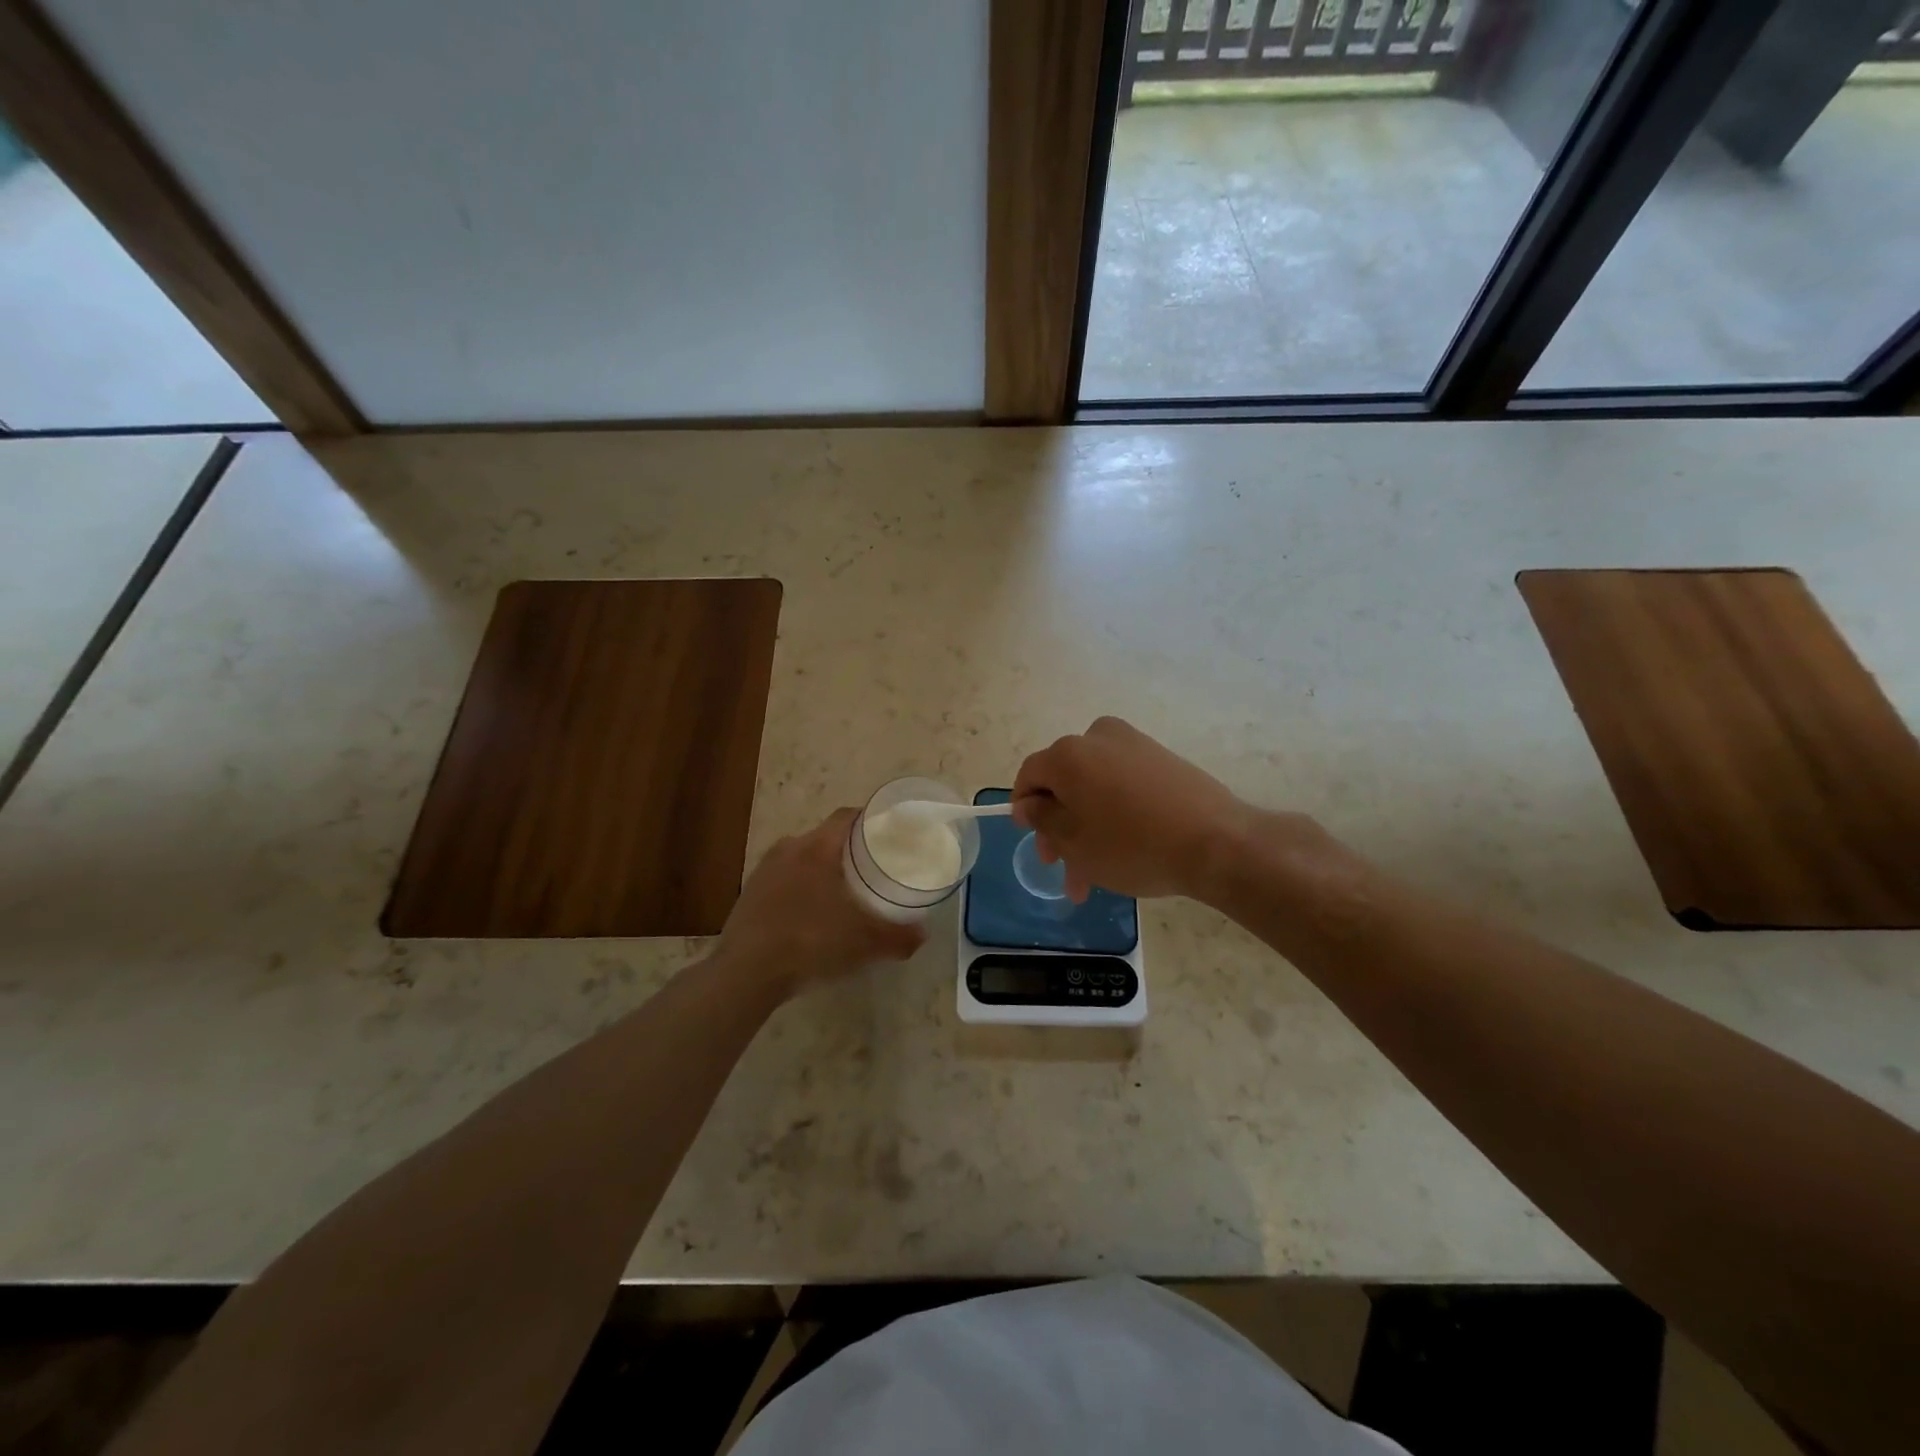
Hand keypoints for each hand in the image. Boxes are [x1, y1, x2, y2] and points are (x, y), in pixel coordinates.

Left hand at [715, 808, 925, 996]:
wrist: (745, 973)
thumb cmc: (810, 942)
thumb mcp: (864, 943)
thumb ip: (898, 936)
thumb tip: (922, 935)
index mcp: (818, 847)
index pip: (847, 816)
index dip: (870, 819)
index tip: (889, 833)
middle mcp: (789, 848)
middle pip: (826, 837)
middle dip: (849, 849)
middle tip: (872, 868)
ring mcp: (764, 870)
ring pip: (803, 858)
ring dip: (822, 870)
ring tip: (843, 892)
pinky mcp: (749, 894)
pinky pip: (784, 880)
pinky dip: (801, 890)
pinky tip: (811, 916)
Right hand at [1012, 717, 1252, 902]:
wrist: (1215, 842)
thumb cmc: (1131, 844)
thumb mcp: (1073, 841)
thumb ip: (1041, 818)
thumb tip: (1029, 802)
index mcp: (1068, 753)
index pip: (1030, 775)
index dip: (1024, 808)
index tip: (1034, 841)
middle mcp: (1098, 737)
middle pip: (1064, 783)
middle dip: (1059, 828)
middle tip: (1064, 868)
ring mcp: (1134, 745)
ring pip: (1094, 789)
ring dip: (1087, 829)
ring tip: (1095, 876)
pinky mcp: (1162, 759)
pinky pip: (1123, 786)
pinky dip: (1114, 814)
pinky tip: (1123, 851)